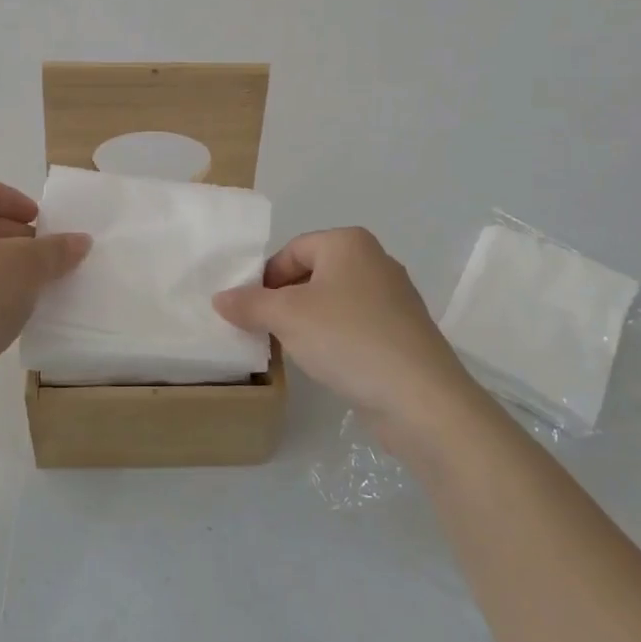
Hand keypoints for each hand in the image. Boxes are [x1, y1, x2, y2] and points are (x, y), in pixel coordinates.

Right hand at [213, 228, 469, 431]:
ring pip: (333, 302)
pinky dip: (335, 339)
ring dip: (308, 323)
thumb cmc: (347, 339)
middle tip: (264, 330)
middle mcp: (375, 261)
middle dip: (284, 301)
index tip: (248, 311)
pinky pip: (355, 326)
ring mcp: (394, 299)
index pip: (291, 250)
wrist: (420, 398)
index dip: (265, 279)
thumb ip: (249, 303)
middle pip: (312, 274)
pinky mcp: (402, 333)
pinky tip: (326, 364)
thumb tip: (220, 298)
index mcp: (349, 243)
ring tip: (291, 350)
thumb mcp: (286, 317)